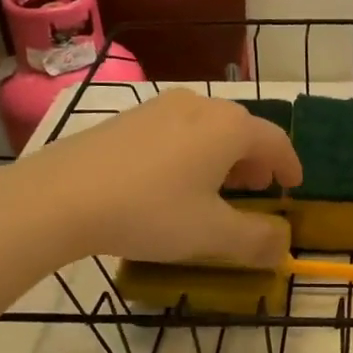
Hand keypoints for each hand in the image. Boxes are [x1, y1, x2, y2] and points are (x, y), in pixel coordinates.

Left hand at [13, 89, 300, 265]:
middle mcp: (200, 106)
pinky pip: (177, 130)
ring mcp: (160, 107)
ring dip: (223, 156)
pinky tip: (173, 181)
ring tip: (217, 188)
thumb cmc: (149, 212)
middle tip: (256, 190)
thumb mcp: (211, 235)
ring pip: (208, 128)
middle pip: (242, 129)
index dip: (290, 166)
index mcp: (229, 127)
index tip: (293, 187)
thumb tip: (284, 246)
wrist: (59, 197)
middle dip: (256, 161)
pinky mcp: (128, 118)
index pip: (276, 141)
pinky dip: (192, 152)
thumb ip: (256, 241)